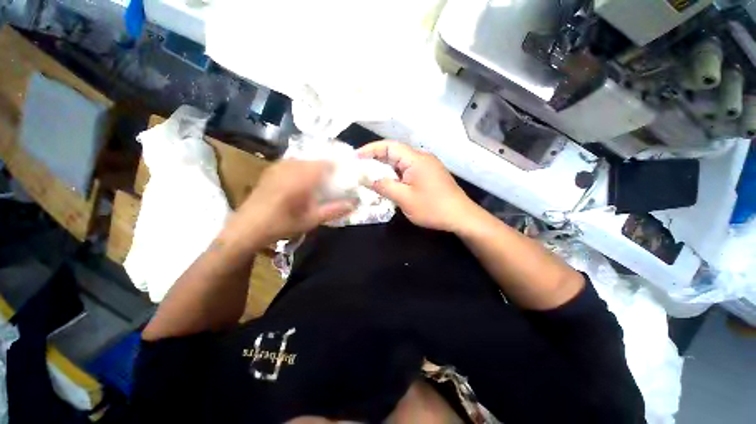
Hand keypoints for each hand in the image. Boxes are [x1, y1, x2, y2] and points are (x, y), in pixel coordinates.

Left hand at [222, 160, 355, 249]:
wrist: (247, 227)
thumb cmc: (281, 224)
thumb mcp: (311, 219)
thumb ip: (334, 210)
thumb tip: (354, 204)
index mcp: (302, 177)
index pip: (327, 164)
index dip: (339, 167)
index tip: (347, 176)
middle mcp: (291, 166)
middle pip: (316, 161)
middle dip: (329, 169)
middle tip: (335, 181)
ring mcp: (279, 166)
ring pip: (305, 161)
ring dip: (316, 169)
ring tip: (321, 182)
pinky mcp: (272, 169)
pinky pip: (294, 163)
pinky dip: (303, 169)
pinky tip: (303, 182)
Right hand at [358, 141, 477, 231]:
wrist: (461, 217)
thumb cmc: (433, 208)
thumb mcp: (404, 198)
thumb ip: (384, 186)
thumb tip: (366, 178)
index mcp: (416, 159)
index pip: (389, 146)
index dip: (370, 149)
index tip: (355, 158)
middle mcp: (421, 157)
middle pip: (394, 153)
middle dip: (375, 159)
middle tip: (359, 169)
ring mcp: (426, 166)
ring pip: (400, 162)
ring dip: (385, 168)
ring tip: (369, 177)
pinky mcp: (429, 174)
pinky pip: (407, 170)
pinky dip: (395, 175)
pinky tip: (388, 183)